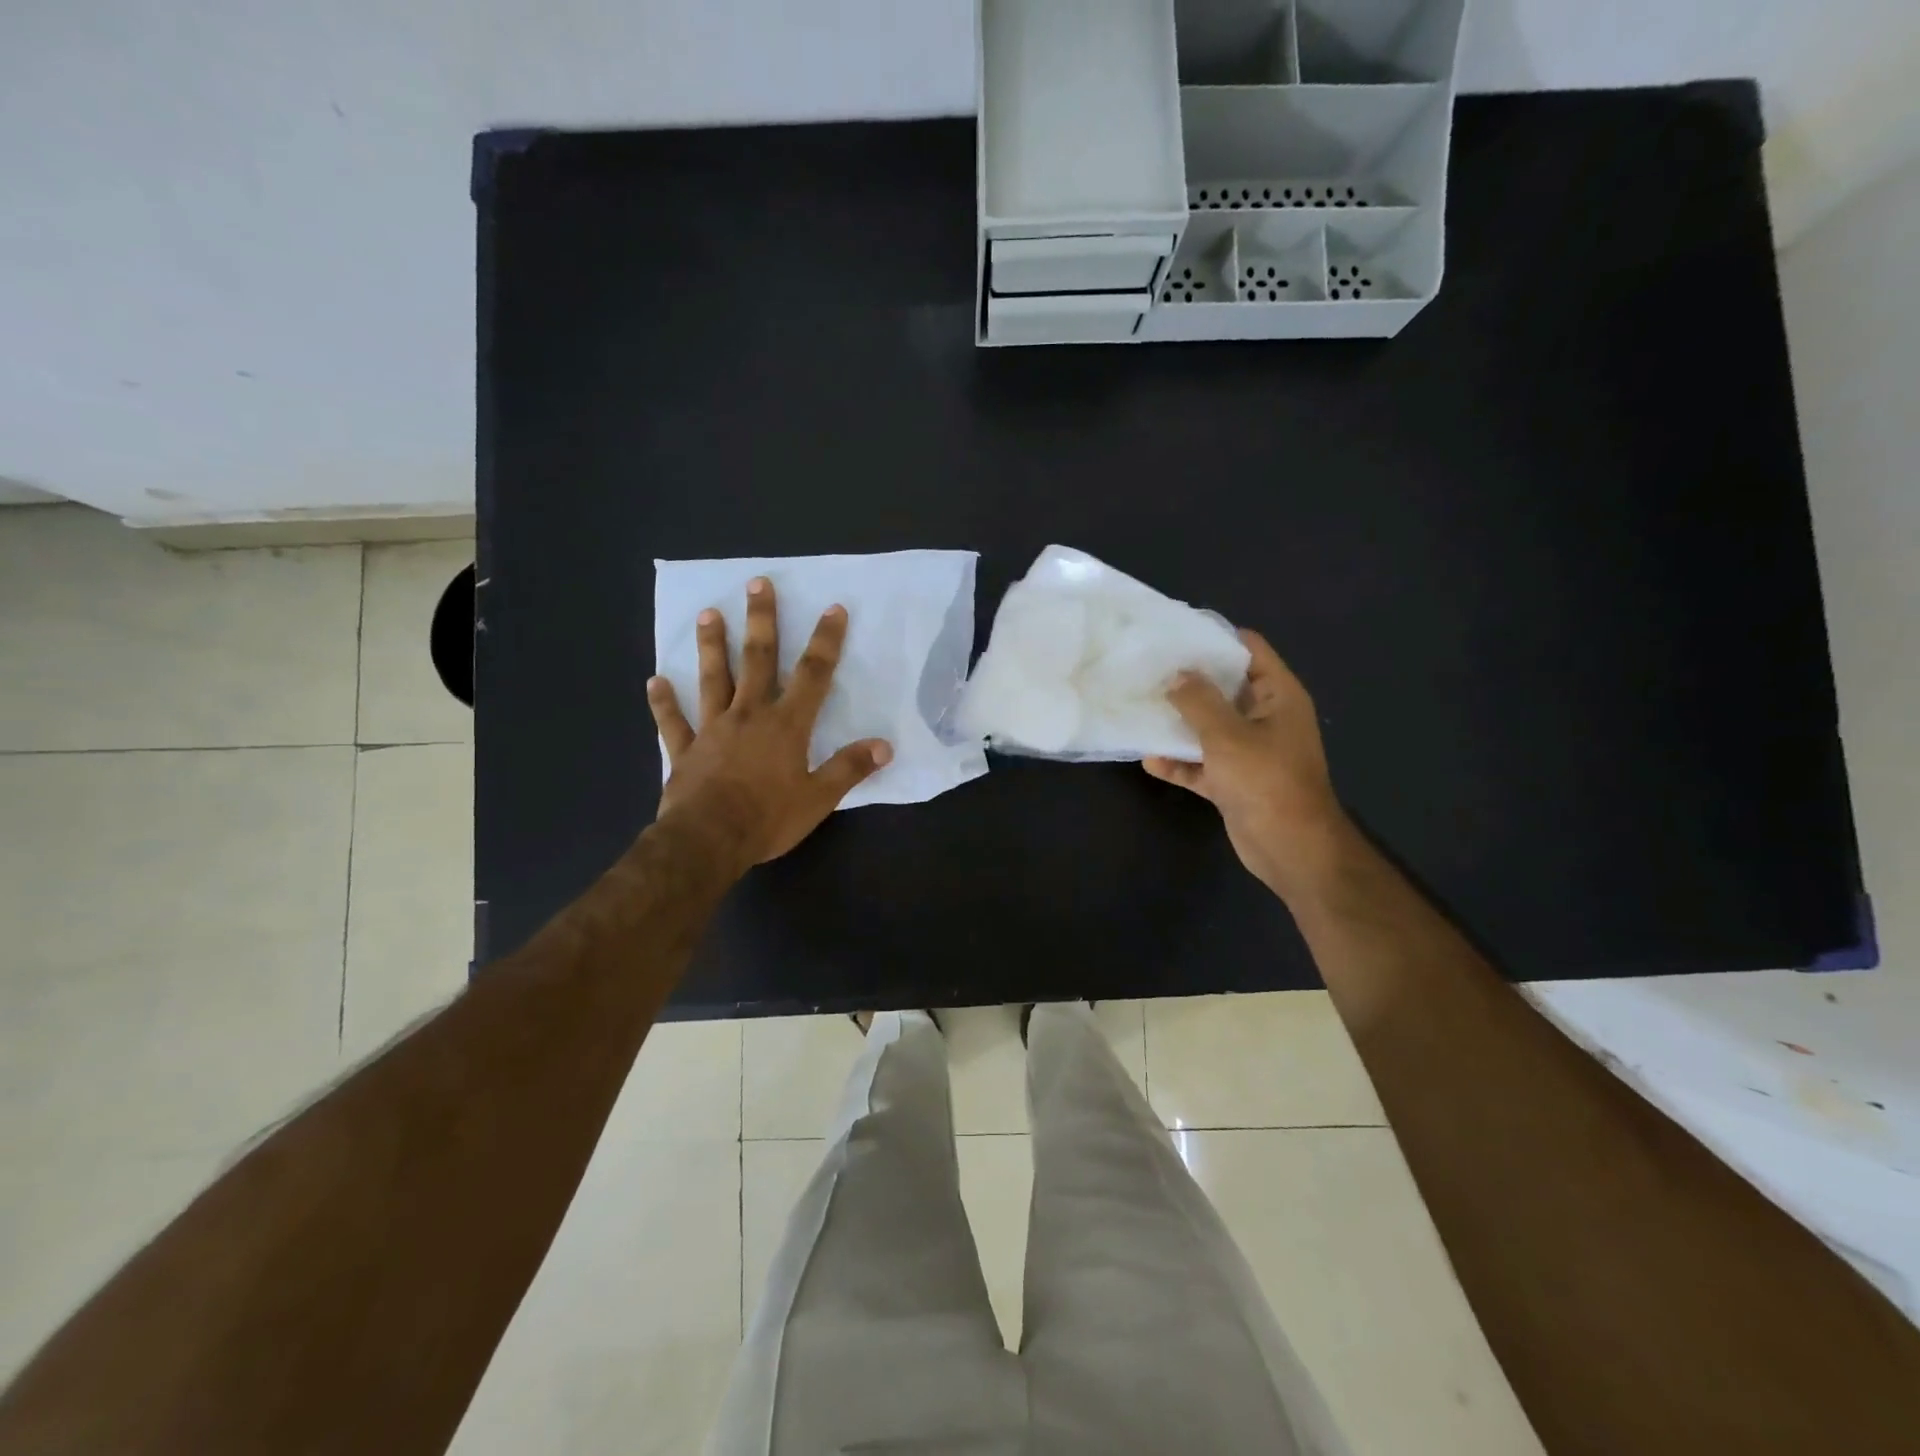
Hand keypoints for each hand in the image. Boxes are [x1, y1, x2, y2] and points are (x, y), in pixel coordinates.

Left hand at [647, 578, 891, 872]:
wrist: (708, 841)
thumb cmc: (768, 818)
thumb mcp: (819, 798)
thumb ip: (850, 768)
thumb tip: (884, 746)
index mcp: (786, 725)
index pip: (813, 675)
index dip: (825, 641)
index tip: (833, 609)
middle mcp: (749, 715)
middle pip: (757, 660)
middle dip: (761, 621)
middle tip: (757, 584)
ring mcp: (712, 729)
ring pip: (712, 679)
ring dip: (711, 646)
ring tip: (708, 614)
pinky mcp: (684, 750)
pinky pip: (673, 722)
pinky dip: (664, 703)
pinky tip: (655, 681)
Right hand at [1143, 630, 1348, 898]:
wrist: (1291, 849)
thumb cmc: (1265, 781)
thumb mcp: (1227, 735)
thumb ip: (1198, 701)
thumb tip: (1176, 675)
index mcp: (1277, 695)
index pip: (1248, 649)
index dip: (1214, 638)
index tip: (1174, 634)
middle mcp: (1265, 717)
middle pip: (1224, 688)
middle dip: (1187, 681)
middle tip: (1146, 670)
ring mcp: (1250, 751)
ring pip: (1209, 727)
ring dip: (1179, 724)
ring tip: (1140, 709)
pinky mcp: (1235, 781)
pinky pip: (1203, 764)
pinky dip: (1180, 762)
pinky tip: (1149, 760)